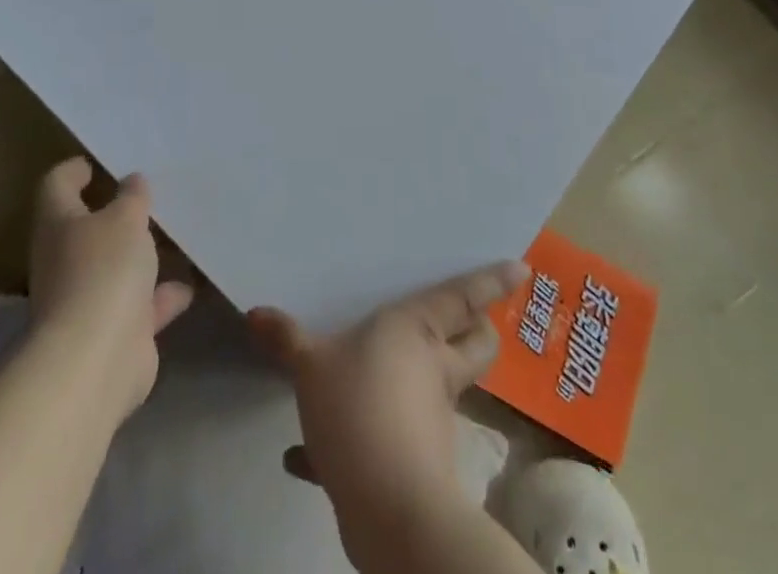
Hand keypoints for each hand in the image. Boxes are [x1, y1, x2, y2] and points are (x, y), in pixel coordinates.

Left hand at [27, 156, 194, 417]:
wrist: (96, 362)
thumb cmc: (103, 271)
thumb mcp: (126, 218)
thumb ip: (132, 197)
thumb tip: (131, 181)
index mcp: (59, 224)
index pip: (56, 186)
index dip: (73, 171)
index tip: (95, 162)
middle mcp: (65, 261)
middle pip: (85, 230)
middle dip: (113, 215)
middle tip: (145, 195)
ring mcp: (86, 301)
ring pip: (114, 268)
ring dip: (139, 257)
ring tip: (172, 235)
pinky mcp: (112, 334)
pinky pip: (139, 307)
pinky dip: (160, 297)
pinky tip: (188, 286)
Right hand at [248, 262, 528, 566]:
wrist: (388, 510)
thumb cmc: (359, 409)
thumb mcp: (311, 367)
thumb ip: (286, 339)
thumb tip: (255, 312)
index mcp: (418, 330)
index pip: (463, 297)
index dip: (493, 281)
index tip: (521, 267)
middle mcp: (433, 367)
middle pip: (476, 344)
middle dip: (479, 330)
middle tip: (464, 317)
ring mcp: (429, 416)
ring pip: (440, 389)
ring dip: (422, 382)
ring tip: (376, 375)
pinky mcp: (414, 461)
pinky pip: (391, 441)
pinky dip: (359, 444)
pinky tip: (307, 456)